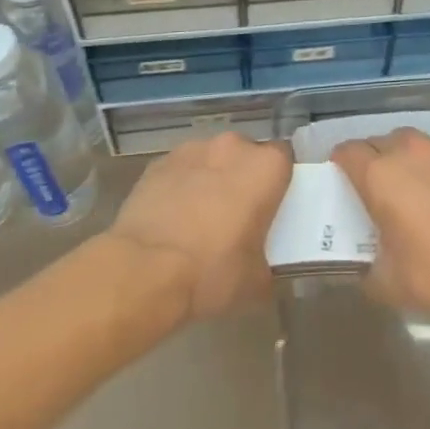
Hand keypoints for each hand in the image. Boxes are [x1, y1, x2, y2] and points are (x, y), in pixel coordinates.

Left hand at [108, 133, 291, 320]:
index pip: (285, 159)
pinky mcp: (159, 162)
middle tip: (238, 214)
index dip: (279, 181)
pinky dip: (181, 186)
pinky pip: (180, 170)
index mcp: (266, 167)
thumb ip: (268, 262)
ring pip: (211, 160)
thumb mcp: (255, 281)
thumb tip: (264, 267)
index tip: (273, 205)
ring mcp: (193, 150)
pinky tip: (172, 218)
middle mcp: (233, 147)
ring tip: (199, 217)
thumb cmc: (212, 271)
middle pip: (246, 155)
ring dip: (211, 179)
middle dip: (244, 178)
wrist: (143, 270)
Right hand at [331, 129, 429, 324]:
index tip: (339, 183)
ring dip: (402, 158)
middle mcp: (409, 153)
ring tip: (406, 189)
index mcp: (380, 174)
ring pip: (411, 143)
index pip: (347, 152)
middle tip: (371, 189)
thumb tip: (366, 265)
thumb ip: (368, 266)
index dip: (339, 164)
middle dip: (370, 159)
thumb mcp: (387, 282)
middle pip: (378, 141)